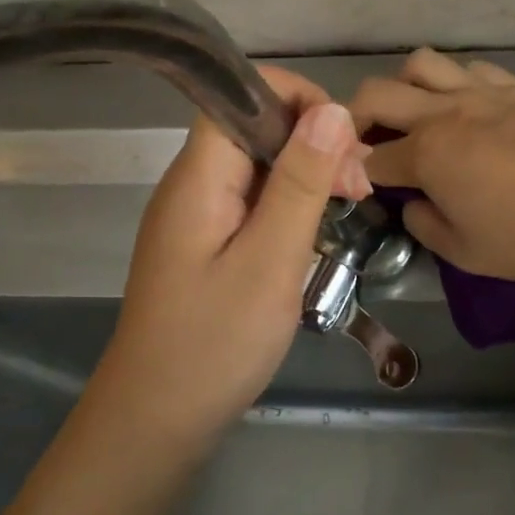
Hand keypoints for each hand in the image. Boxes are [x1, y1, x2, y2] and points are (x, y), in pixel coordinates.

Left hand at [95, 67, 371, 442]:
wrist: (155, 421)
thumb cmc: (214, 343)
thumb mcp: (271, 260)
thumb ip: (301, 183)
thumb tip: (332, 110)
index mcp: (199, 176)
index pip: (240, 93)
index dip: (296, 97)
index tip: (344, 139)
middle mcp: (193, 183)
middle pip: (254, 127)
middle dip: (313, 141)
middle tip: (358, 189)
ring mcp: (197, 215)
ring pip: (259, 165)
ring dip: (307, 174)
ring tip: (349, 207)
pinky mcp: (206, 243)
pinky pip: (253, 200)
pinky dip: (290, 204)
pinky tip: (317, 231)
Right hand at [348, 48, 514, 280]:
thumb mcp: (465, 252)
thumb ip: (425, 226)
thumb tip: (413, 205)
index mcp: (426, 154)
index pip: (371, 157)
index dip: (355, 171)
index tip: (356, 182)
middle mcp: (444, 113)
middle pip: (377, 93)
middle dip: (356, 115)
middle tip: (364, 140)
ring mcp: (482, 93)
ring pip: (422, 63)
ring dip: (404, 84)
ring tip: (415, 111)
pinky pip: (472, 68)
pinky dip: (455, 81)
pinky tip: (467, 105)